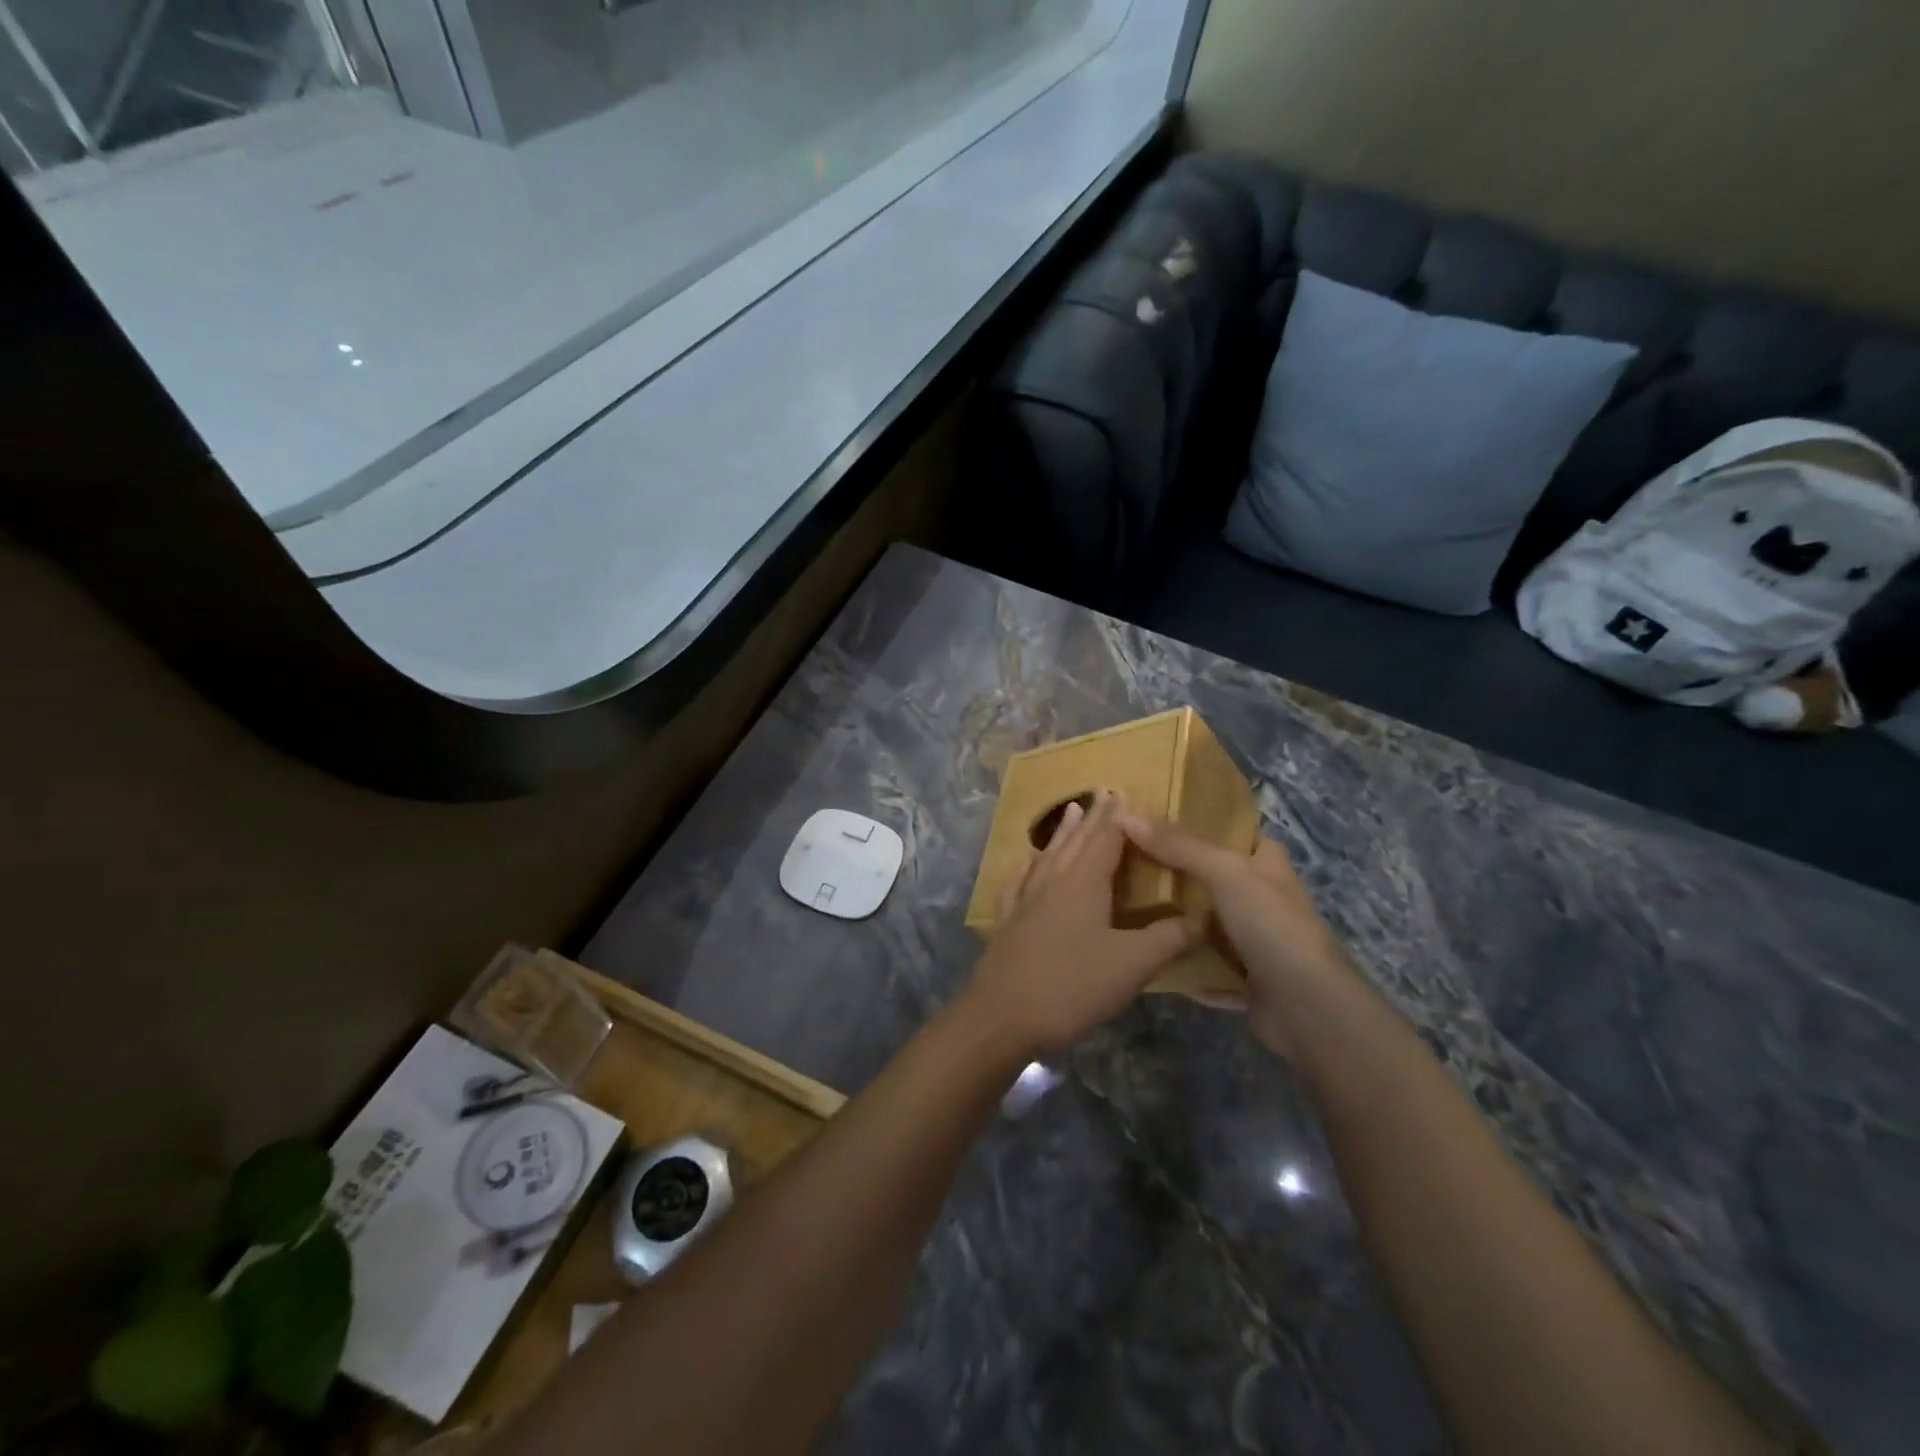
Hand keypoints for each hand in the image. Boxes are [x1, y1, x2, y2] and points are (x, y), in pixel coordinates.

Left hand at [964, 789, 1203, 1056]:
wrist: (1001, 1017)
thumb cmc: (1071, 986)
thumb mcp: (1132, 965)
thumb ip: (1169, 939)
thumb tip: (1204, 916)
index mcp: (1083, 883)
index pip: (1105, 838)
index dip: (1118, 817)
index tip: (1126, 792)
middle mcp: (1052, 882)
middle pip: (1076, 841)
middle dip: (1092, 816)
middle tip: (1103, 791)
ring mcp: (1024, 901)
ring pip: (1047, 856)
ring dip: (1062, 833)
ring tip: (1070, 810)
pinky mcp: (1007, 923)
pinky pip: (1017, 883)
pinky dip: (1025, 867)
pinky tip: (1024, 864)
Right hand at [1117, 815, 1363, 1060]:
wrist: (1310, 1009)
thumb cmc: (1273, 926)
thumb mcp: (1226, 873)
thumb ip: (1179, 846)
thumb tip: (1124, 816)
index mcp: (1266, 865)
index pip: (1231, 833)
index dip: (1197, 823)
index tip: (1152, 820)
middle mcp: (1263, 900)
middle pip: (1213, 879)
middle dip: (1175, 873)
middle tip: (1126, 863)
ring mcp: (1257, 943)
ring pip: (1208, 926)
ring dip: (1177, 923)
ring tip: (1127, 908)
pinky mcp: (1247, 983)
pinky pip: (1207, 970)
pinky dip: (1185, 968)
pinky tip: (1151, 960)